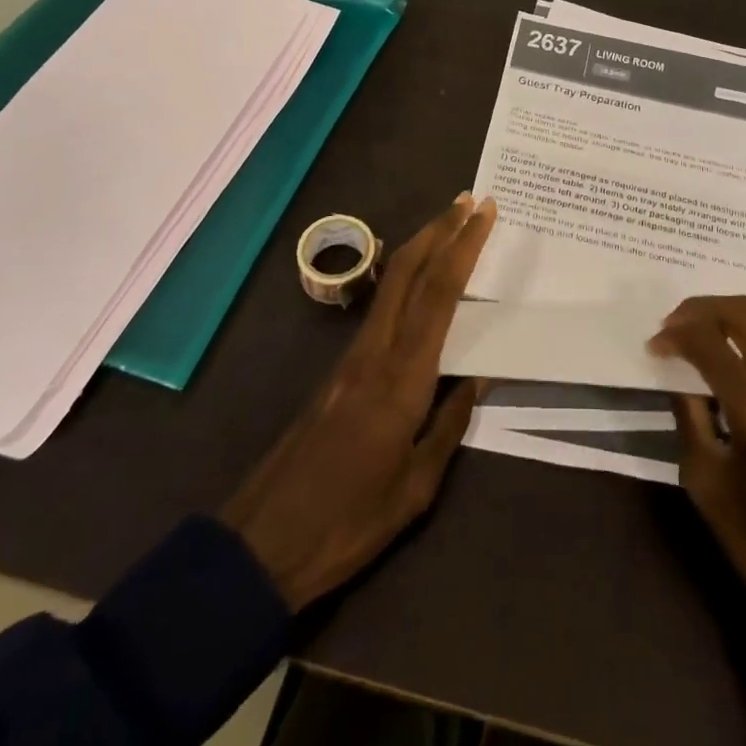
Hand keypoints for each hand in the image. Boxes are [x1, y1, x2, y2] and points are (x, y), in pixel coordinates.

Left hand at [222, 193, 495, 610]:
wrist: (261, 544)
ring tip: (451, 227)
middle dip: (439, 229)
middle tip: (468, 200)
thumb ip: (449, 425)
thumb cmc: (348, 522)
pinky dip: (407, 278)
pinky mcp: (339, 369)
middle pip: (407, 270)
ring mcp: (351, 357)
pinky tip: (422, 283)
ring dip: (422, 247)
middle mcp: (375, 353)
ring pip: (390, 283)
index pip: (439, 295)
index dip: (464, 247)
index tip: (484, 213)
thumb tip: (477, 377)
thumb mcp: (416, 488)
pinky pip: (381, 307)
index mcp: (403, 379)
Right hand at [650, 294, 745, 724]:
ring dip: (743, 309)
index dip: (675, 334)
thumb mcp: (703, 480)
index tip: (656, 344)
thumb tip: (678, 369)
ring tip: (721, 329)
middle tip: (678, 327)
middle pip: (743, 312)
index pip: (708, 341)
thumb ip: (689, 413)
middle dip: (701, 310)